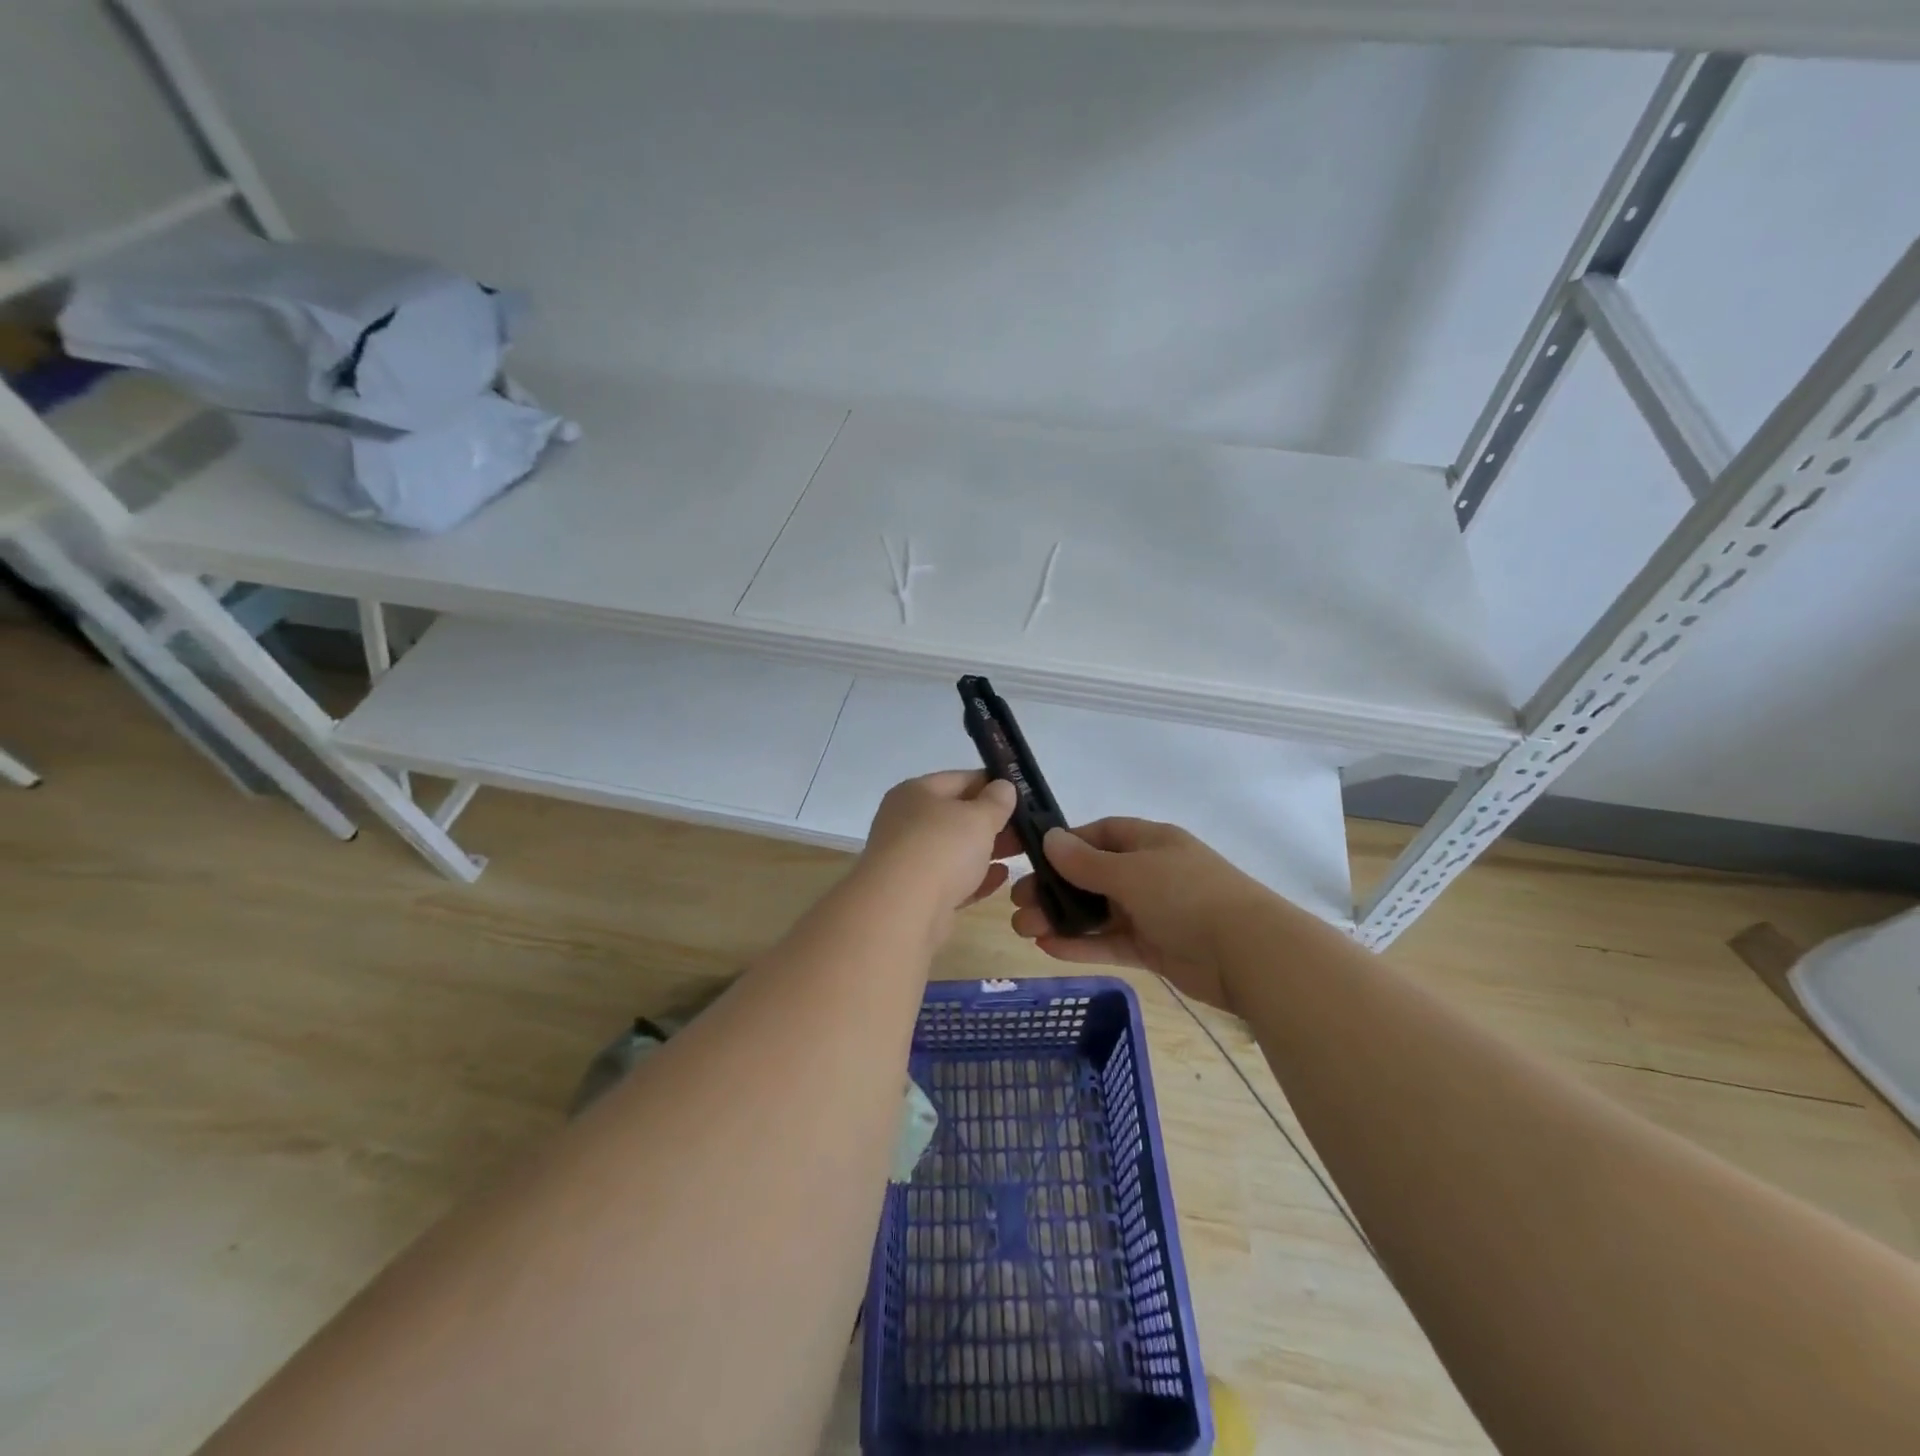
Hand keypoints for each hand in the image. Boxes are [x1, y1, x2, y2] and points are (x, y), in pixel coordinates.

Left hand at [858, 770, 1019, 932]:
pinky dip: (975, 877)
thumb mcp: (978, 817)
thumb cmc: (941, 849)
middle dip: (992, 820)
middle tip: (1028, 827)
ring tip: (1021, 851)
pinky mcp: (916, 894)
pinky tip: (1001, 877)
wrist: (902, 911)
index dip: (993, 784)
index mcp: (915, 793)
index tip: (1022, 794)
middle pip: (956, 815)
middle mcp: (907, 822)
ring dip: (986, 849)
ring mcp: (909, 859)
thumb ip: (996, 801)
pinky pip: (952, 879)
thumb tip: (1003, 786)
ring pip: (955, 849)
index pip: (960, 779)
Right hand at [1010, 817, 1270, 1010]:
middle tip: (1018, 903)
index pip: (1100, 834)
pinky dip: (1081, 944)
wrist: (1247, 953)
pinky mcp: (1153, 947)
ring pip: (1097, 911)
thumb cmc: (1186, 895)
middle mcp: (1149, 872)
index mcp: (1149, 842)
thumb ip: (1086, 862)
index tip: (1032, 859)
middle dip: (1054, 888)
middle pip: (1091, 875)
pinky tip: (1048, 949)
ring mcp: (1152, 911)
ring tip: (1023, 929)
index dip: (1066, 844)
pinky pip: (1110, 941)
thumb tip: (1049, 839)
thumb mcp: (1131, 872)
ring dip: (1061, 918)